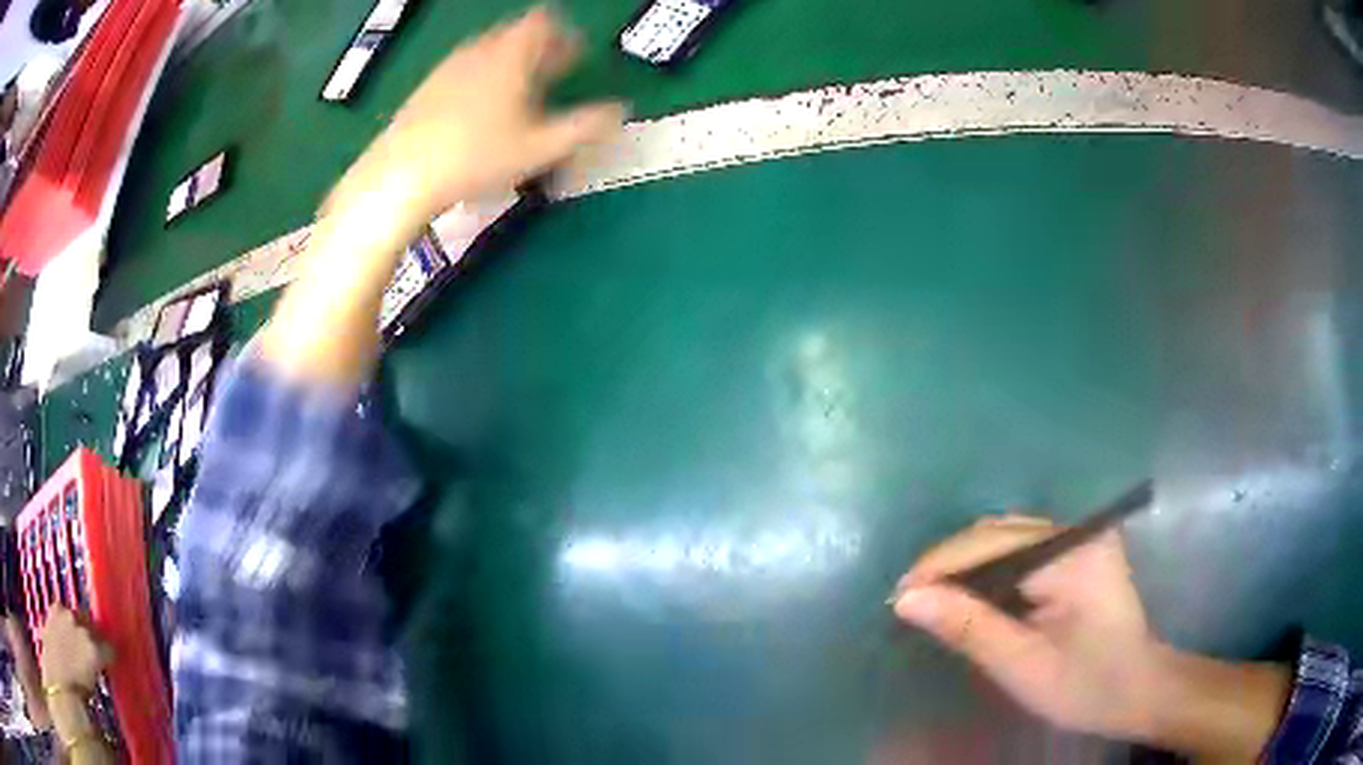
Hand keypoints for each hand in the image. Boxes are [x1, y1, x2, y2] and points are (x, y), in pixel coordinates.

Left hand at [38, 607, 111, 693]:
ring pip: (77, 617)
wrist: (55, 665)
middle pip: (93, 628)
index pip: (110, 649)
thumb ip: (97, 673)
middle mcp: (80, 626)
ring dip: (79, 629)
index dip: (111, 658)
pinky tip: (65, 634)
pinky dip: (66, 621)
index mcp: (93, 649)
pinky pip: (63, 612)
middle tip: (95, 655)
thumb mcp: (92, 689)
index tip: (111, 666)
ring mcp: (64, 613)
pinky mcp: (54, 607)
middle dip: (95, 638)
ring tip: (78, 645)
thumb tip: (102, 671)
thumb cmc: (76, 686)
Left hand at [335, 6, 626, 223]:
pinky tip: (478, 110)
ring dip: (509, 62)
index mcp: (511, 55)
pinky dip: (480, 77)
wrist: (400, 176)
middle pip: (515, 33)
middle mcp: (478, 52)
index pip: (543, 22)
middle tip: (554, 72)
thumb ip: (585, 127)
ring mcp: (447, 69)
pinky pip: (462, 69)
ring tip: (519, 93)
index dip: (564, 34)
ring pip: (487, 51)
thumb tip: (620, 112)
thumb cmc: (476, 158)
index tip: (575, 54)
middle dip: (539, 48)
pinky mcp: (424, 90)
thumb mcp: (540, 148)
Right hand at [891, 516, 1167, 740]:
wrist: (1138, 690)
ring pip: (1007, 537)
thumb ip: (968, 628)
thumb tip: (906, 599)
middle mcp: (1079, 531)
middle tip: (910, 602)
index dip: (941, 565)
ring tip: (933, 601)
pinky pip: (1021, 550)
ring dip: (967, 567)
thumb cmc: (1086, 686)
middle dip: (950, 564)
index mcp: (1074, 554)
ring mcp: (1081, 537)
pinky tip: (972, 599)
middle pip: (999, 532)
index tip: (897, 597)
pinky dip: (989, 572)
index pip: (994, 543)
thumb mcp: (1023, 666)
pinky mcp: (1079, 551)